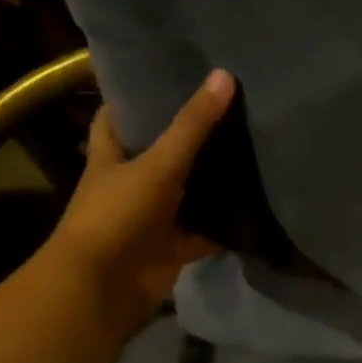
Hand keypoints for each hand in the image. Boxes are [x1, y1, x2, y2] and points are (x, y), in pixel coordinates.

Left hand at [43, 69, 235, 333]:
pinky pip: (206, 231)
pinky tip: (258, 206)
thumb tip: (224, 76)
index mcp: (112, 155)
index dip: (137, 95)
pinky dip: (227, 225)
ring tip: (253, 147)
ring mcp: (153, 216)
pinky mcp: (174, 246)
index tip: (170, 74)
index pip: (118, 115)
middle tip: (230, 107)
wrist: (103, 288)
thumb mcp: (158, 164)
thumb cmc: (117, 215)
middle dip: (189, 136)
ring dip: (212, 180)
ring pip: (188, 192)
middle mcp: (131, 182)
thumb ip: (192, 125)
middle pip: (161, 152)